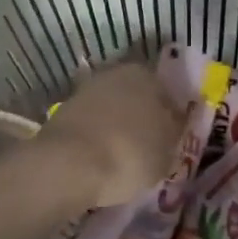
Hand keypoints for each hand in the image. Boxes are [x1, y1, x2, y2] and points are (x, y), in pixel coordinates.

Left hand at [35, 63, 183, 210]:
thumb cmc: (130, 154)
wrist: (69, 165)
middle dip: (144, 120)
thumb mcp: (167, 153)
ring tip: (125, 158)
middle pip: (138, 99)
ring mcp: (86, 91)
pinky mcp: (63, 112)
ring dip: (119, 128)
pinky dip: (99, 138)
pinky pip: (93, 125)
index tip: (173, 141)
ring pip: (113, 111)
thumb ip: (173, 137)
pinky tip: (102, 159)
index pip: (169, 96)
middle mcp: (116, 74)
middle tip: (150, 149)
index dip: (173, 119)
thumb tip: (172, 130)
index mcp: (148, 76)